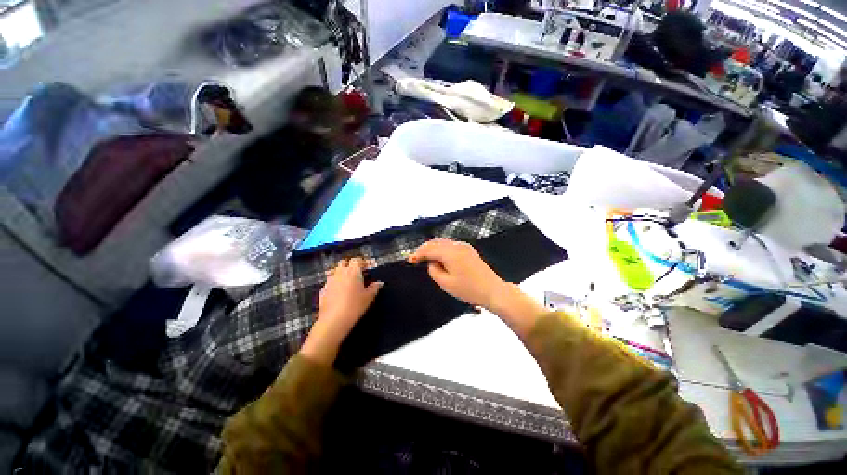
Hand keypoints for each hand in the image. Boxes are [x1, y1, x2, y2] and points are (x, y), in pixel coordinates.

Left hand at [300, 258, 382, 365]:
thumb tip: (380, 282)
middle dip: (350, 265)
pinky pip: (329, 282)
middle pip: (344, 262)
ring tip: (347, 282)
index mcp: (353, 271)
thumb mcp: (369, 297)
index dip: (362, 262)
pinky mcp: (323, 290)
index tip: (367, 267)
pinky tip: (338, 292)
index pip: (357, 260)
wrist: (334, 320)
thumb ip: (375, 287)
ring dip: (341, 273)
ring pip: (335, 271)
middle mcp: (340, 273)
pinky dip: (334, 284)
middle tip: (357, 273)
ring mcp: (330, 281)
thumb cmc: (355, 306)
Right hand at [408, 238, 505, 308]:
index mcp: (450, 253)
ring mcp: (464, 246)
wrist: (492, 290)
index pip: (429, 249)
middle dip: (424, 249)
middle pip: (435, 242)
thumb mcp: (446, 283)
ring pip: (443, 242)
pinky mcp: (469, 249)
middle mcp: (457, 245)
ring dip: (433, 247)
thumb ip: (434, 271)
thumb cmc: (469, 290)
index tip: (410, 260)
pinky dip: (441, 248)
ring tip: (426, 258)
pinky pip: (450, 245)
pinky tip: (439, 256)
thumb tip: (432, 263)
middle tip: (416, 258)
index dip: (418, 254)